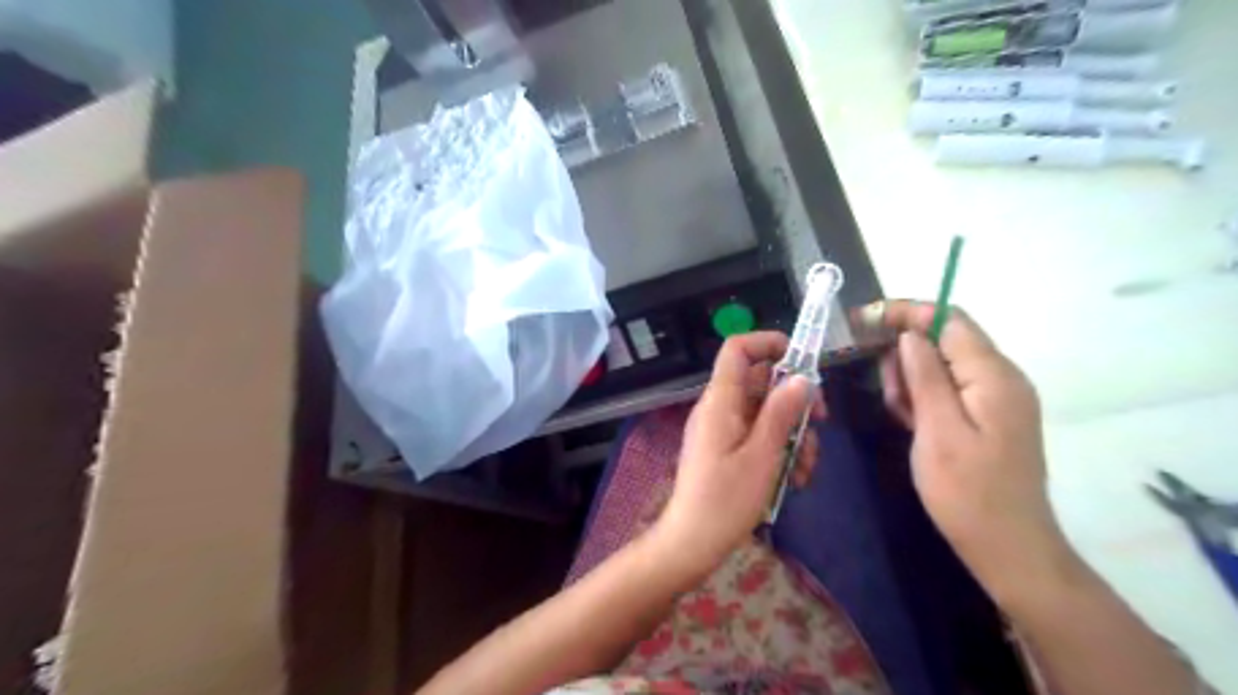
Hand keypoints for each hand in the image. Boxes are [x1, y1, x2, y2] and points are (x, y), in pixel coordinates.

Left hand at [657, 334, 820, 572]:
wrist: (693, 542)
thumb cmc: (726, 500)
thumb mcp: (762, 456)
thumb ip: (781, 413)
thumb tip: (801, 378)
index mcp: (721, 401)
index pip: (737, 349)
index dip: (768, 343)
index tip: (803, 360)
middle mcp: (719, 408)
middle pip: (760, 382)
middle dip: (794, 400)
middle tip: (820, 423)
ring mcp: (722, 429)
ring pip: (765, 412)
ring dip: (792, 433)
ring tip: (806, 469)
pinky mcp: (726, 449)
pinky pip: (757, 435)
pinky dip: (778, 449)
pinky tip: (794, 479)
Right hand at [864, 299, 1079, 601]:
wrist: (1008, 547)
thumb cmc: (967, 491)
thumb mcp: (937, 430)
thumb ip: (925, 376)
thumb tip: (909, 334)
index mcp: (994, 376)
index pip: (948, 319)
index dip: (905, 312)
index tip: (863, 320)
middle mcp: (1001, 377)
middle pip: (944, 339)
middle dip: (906, 355)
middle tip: (890, 396)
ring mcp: (997, 397)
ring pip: (942, 364)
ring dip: (912, 379)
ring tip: (901, 415)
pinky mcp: (988, 415)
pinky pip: (949, 388)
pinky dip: (924, 397)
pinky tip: (912, 422)